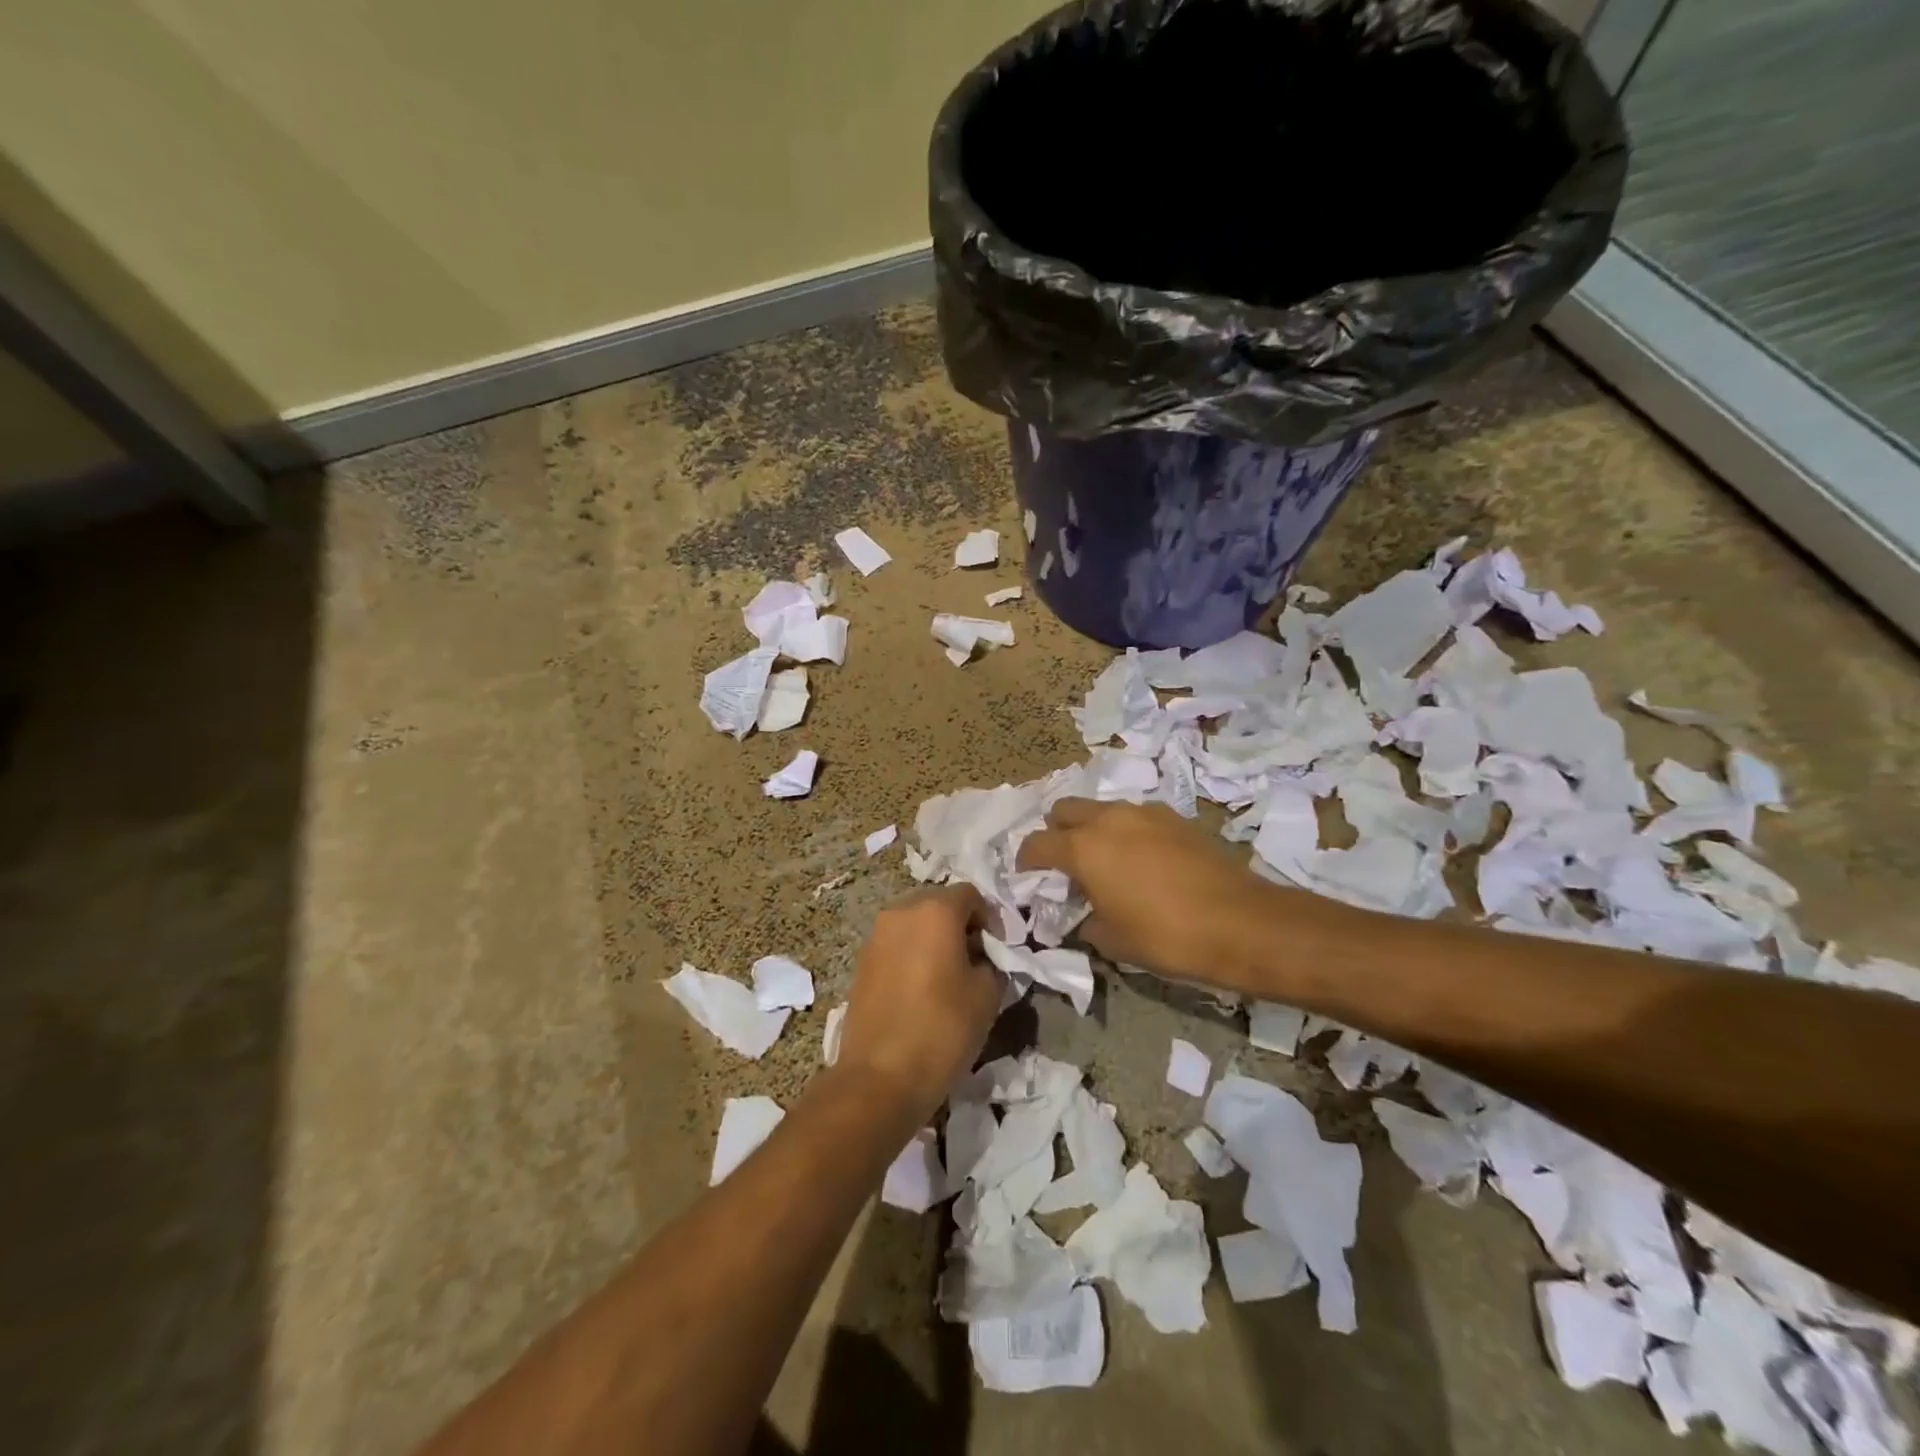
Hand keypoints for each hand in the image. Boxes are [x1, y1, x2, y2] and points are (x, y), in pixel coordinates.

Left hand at [836, 885, 1001, 1117]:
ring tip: (950, 974)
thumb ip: (992, 963)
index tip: (1000, 949)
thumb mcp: (987, 995)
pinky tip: (923, 987)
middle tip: (978, 958)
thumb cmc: (942, 1030)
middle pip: (939, 904)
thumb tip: (984, 958)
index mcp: (935, 911)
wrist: (879, 1077)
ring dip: (936, 939)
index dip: (991, 918)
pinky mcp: (862, 961)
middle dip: (962, 925)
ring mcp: (876, 935)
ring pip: (915, 924)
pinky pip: (897, 944)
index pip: (971, 895)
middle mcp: (901, 912)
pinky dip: (914, 954)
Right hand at [1018, 798, 1267, 983]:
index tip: (1028, 876)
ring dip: (1093, 829)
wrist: (1240, 923)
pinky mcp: (1174, 817)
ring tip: (1105, 861)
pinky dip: (1126, 831)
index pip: (1036, 843)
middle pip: (1064, 809)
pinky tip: (1142, 860)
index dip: (1026, 860)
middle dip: (1056, 832)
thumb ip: (1084, 921)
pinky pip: (1135, 816)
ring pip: (1102, 809)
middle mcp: (1108, 819)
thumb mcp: (1112, 941)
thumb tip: (1082, 914)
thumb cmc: (1166, 936)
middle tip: (1065, 863)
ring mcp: (1144, 812)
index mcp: (1083, 848)